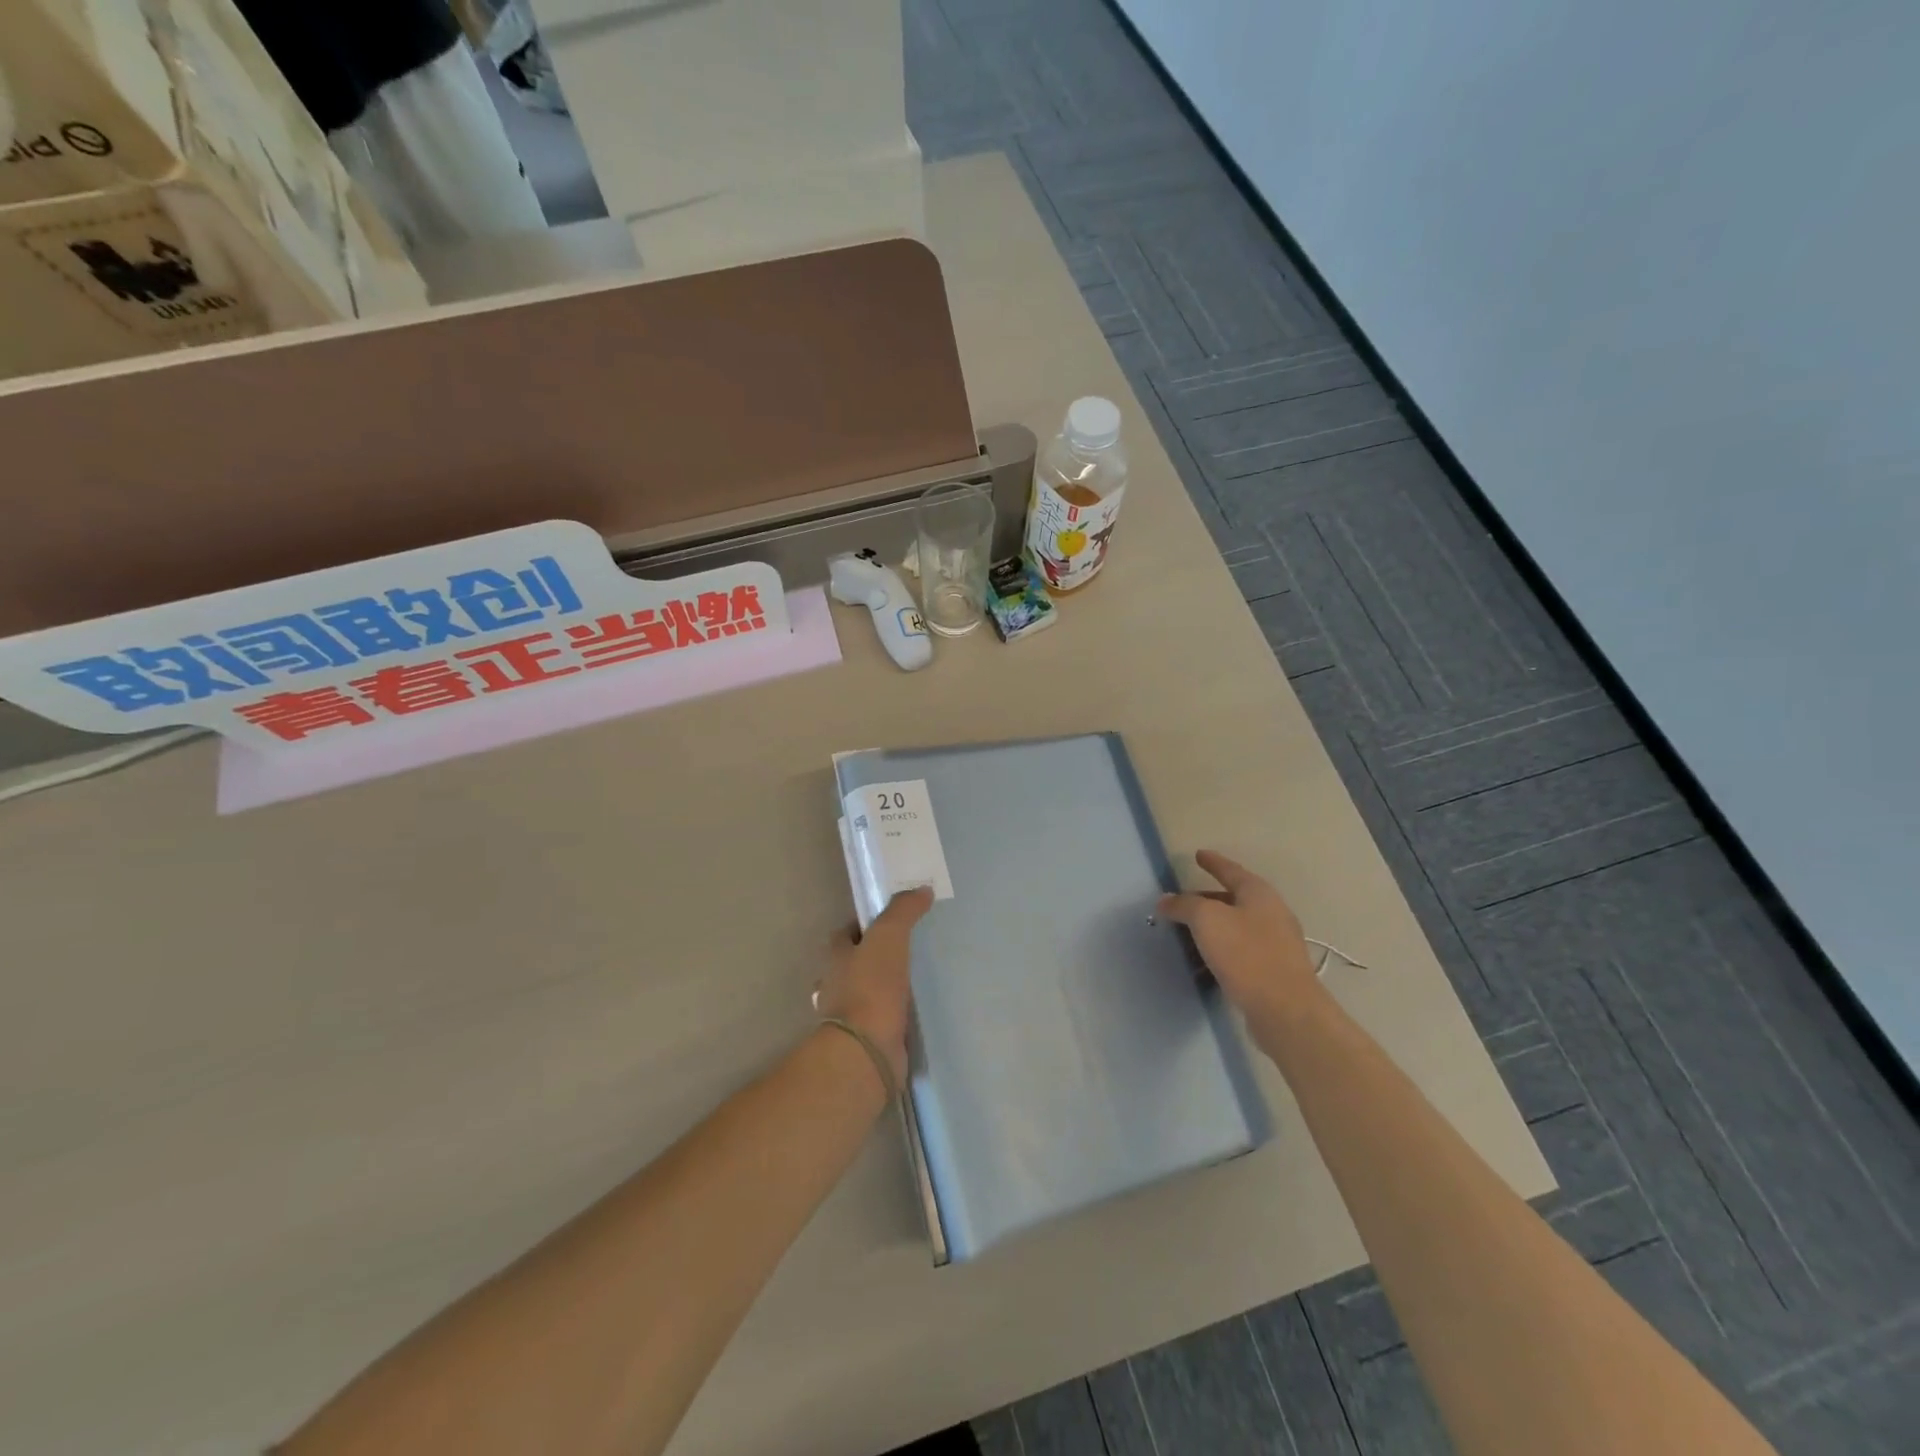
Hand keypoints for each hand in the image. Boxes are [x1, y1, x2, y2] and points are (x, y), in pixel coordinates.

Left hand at [815, 887, 933, 1086]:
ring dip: (882, 989)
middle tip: (905, 952)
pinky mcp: (865, 1041)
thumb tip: (921, 890)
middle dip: (872, 958)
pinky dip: (891, 1015)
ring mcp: (848, 1017)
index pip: (844, 934)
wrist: (866, 1050)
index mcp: (835, 958)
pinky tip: (911, 1013)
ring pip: (865, 994)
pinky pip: (879, 1020)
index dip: (863, 925)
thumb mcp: (888, 937)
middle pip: (852, 964)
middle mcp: (835, 985)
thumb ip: (903, 911)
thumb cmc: (871, 987)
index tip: (889, 921)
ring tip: (912, 982)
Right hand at [1157, 851, 1325, 1049]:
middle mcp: (1272, 913)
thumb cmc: (1246, 954)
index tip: (1198, 855)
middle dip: (1209, 897)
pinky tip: (1207, 958)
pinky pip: (1242, 949)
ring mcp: (1276, 944)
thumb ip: (1184, 905)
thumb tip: (1166, 901)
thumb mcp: (1207, 920)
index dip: (1213, 862)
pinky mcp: (1274, 971)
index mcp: (1259, 894)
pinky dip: (1222, 947)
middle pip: (1235, 898)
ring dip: (1215, 925)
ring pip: (1238, 925)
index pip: (1231, 871)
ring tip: (1189, 930)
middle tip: (1184, 900)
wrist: (1285, 1010)